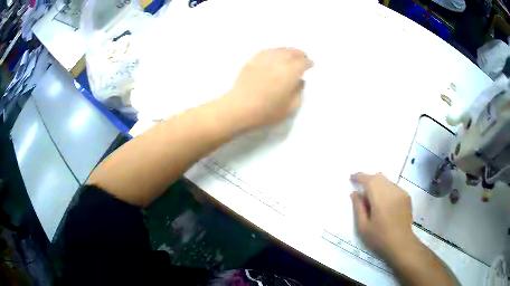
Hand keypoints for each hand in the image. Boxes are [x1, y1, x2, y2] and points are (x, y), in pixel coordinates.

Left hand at [223, 48, 313, 129]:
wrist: (238, 108)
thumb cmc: (266, 112)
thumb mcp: (290, 108)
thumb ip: (298, 93)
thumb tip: (300, 81)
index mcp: (290, 72)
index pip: (303, 62)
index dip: (309, 63)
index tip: (311, 65)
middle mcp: (278, 61)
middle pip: (292, 52)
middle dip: (300, 54)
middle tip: (303, 58)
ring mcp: (264, 59)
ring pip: (279, 49)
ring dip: (288, 51)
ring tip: (291, 55)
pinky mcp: (252, 60)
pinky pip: (267, 51)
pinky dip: (275, 51)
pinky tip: (275, 55)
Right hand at [350, 172, 416, 260]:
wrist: (401, 244)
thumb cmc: (379, 238)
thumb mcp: (363, 227)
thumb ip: (358, 208)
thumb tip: (354, 193)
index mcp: (380, 198)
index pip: (368, 180)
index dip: (359, 176)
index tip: (351, 177)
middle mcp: (392, 190)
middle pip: (378, 177)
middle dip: (368, 180)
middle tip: (362, 193)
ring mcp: (401, 192)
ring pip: (386, 181)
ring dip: (378, 185)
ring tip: (374, 201)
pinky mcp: (406, 196)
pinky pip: (393, 187)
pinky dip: (386, 190)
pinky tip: (385, 205)